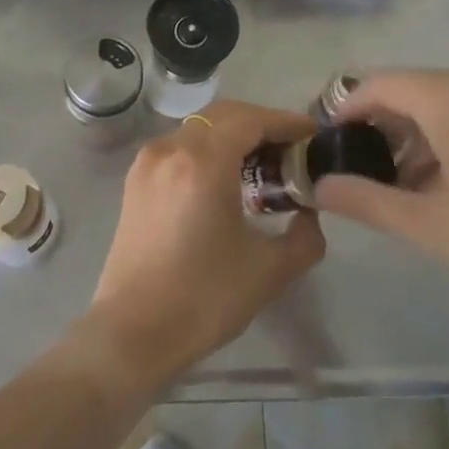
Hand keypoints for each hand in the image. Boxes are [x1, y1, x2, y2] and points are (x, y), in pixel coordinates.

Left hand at [86, 100, 325, 387]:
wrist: (134, 332)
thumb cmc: (204, 299)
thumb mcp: (270, 270)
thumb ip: (305, 235)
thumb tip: (310, 212)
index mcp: (202, 162)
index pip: (251, 119)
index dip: (286, 122)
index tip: (314, 136)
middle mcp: (170, 149)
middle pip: (222, 117)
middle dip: (260, 125)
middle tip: (292, 151)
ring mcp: (147, 163)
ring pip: (198, 130)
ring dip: (232, 137)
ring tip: (263, 166)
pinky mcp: (135, 181)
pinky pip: (179, 148)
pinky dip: (207, 151)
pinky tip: (225, 181)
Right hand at [315, 67, 448, 317]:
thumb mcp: (430, 225)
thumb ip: (366, 201)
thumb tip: (321, 186)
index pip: (377, 84)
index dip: (346, 110)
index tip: (331, 143)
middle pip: (411, 90)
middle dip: (383, 128)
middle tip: (370, 173)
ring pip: (444, 98)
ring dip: (418, 133)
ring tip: (413, 185)